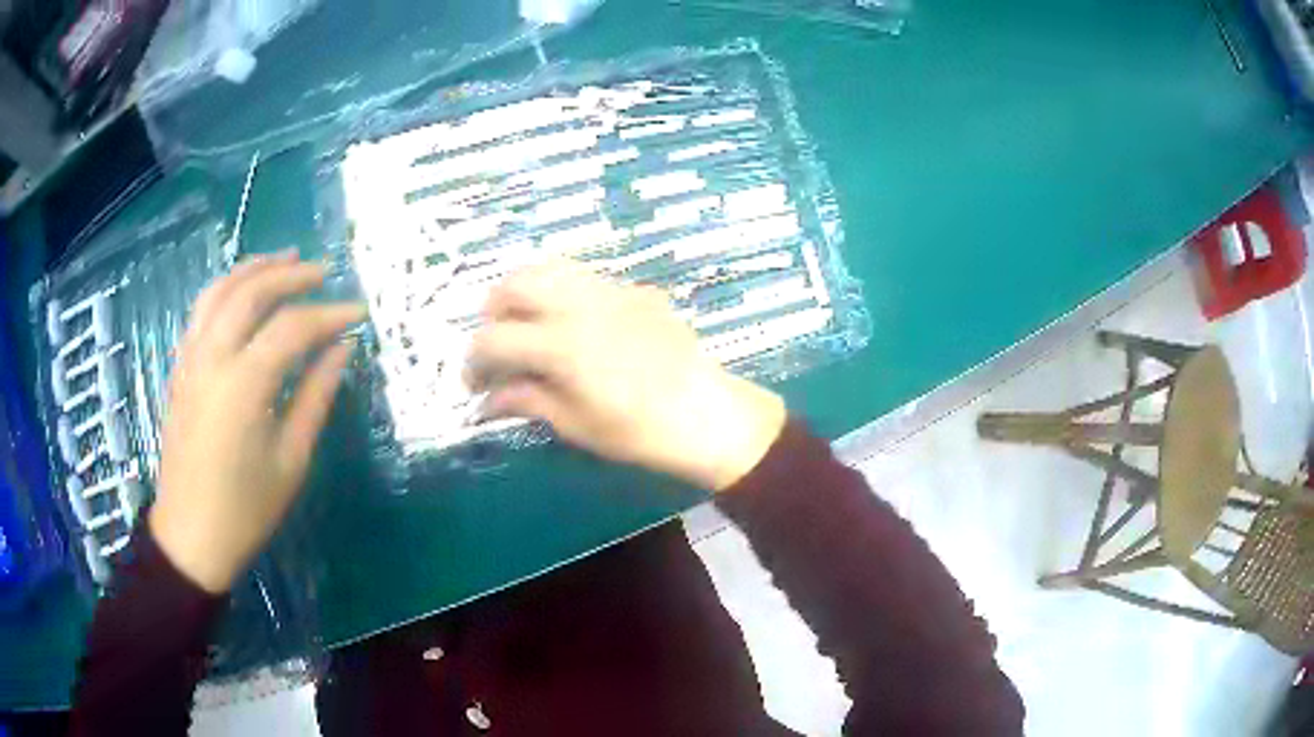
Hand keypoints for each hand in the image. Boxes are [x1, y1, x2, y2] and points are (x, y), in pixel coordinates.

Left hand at [148, 252, 364, 592]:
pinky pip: (202, 310)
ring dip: (254, 268)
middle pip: (251, 292)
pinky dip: (227, 288)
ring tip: (285, 259)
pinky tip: (245, 290)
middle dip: (291, 275)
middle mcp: (212, 358)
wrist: (191, 534)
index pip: (292, 328)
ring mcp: (190, 359)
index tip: (359, 312)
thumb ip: (316, 396)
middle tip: (323, 271)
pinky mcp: (180, 367)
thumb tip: (342, 348)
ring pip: (220, 291)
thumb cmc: (246, 509)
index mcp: (243, 385)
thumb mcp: (291, 460)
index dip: (329, 314)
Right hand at [467, 262, 785, 490]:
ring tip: (527, 325)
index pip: (493, 339)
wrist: (707, 414)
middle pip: (514, 284)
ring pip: (549, 268)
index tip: (475, 384)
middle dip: (493, 312)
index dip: (474, 362)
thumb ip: (526, 400)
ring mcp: (610, 289)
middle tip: (497, 344)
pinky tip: (573, 324)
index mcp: (559, 343)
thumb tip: (488, 399)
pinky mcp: (634, 289)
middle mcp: (578, 303)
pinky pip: (584, 277)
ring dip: (525, 291)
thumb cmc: (639, 431)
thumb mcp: (575, 424)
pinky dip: (562, 291)